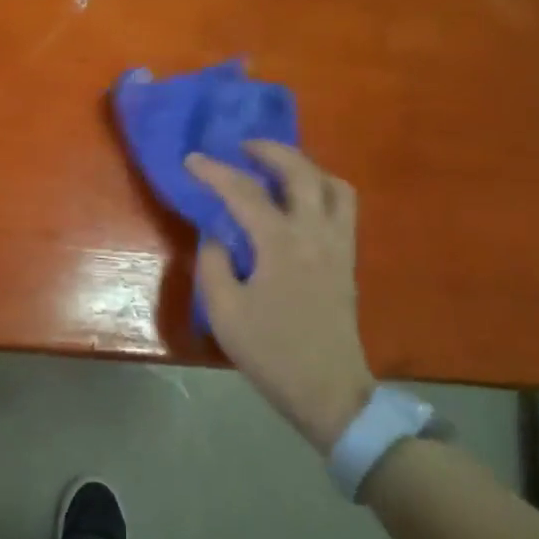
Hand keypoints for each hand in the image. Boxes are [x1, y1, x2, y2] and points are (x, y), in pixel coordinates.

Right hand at [185, 142, 374, 451]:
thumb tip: (218, 236)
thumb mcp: (224, 311)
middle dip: (270, 151)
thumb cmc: (271, 352)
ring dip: (304, 167)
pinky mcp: (347, 260)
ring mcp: (339, 245)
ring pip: (333, 185)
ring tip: (277, 169)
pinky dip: (321, 189)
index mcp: (282, 244)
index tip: (191, 160)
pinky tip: (299, 203)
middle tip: (243, 147)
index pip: (244, 193)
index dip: (215, 172)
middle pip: (301, 172)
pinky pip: (343, 207)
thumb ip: (213, 264)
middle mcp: (316, 233)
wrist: (328, 391)